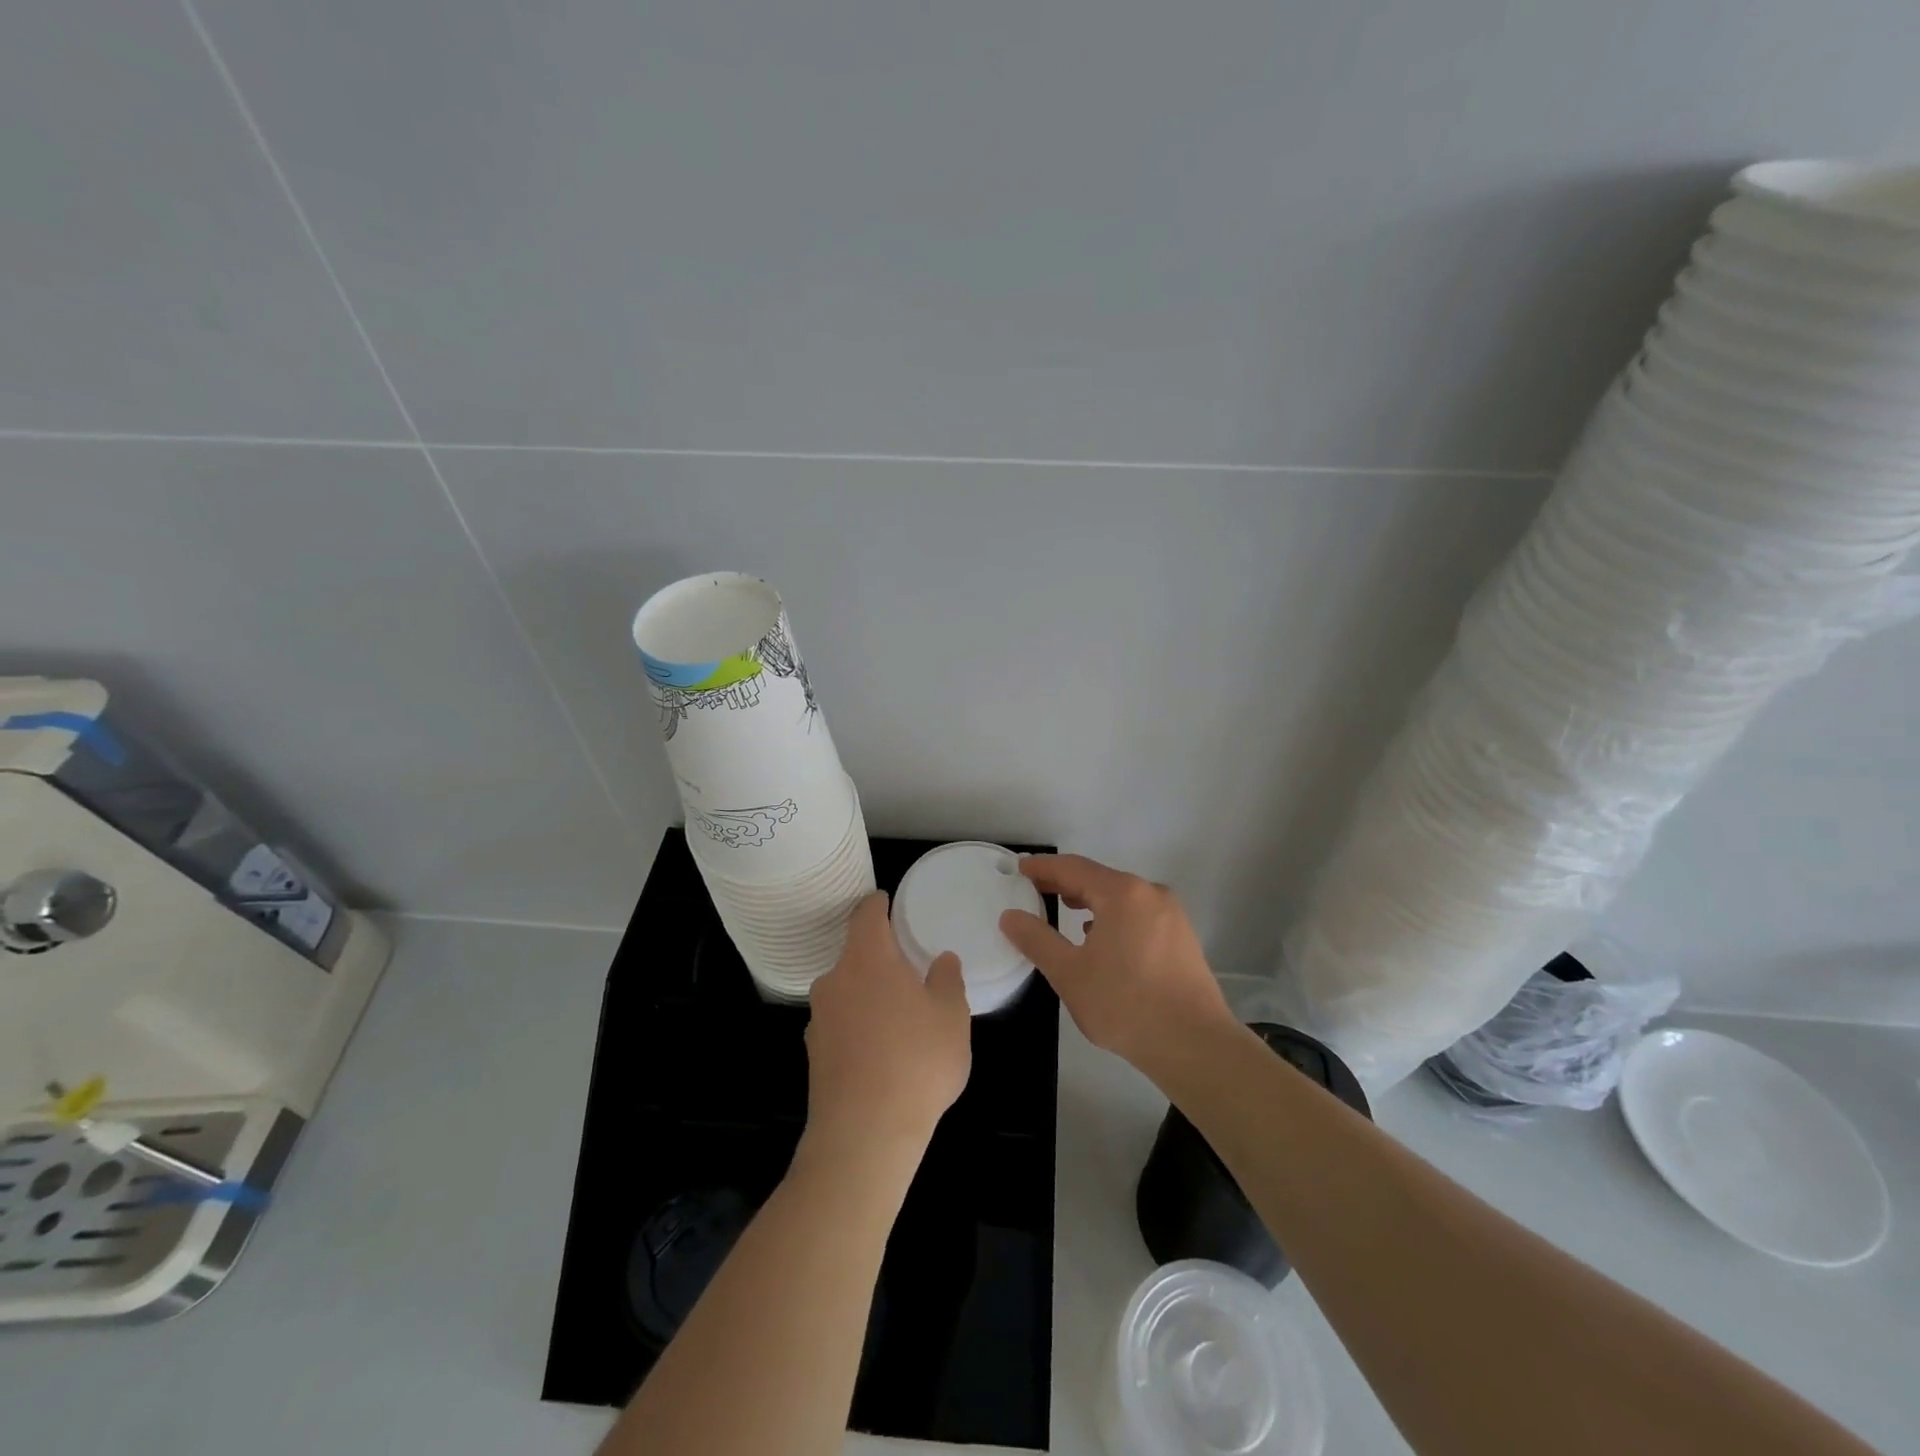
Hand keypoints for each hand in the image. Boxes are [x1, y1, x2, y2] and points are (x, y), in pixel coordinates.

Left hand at [802, 892, 971, 1170]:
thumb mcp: (951, 1017)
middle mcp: (835, 980)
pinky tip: (882, 1052)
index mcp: (867, 958)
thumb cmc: (916, 1062)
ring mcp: (819, 1018)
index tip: (888, 902)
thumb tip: (941, 960)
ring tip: (899, 1017)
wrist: (864, 1135)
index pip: (866, 914)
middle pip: (855, 954)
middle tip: (909, 969)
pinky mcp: (814, 1053)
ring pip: (847, 991)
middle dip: (880, 958)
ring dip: (869, 994)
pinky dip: (859, 1026)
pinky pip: (840, 1024)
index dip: (878, 904)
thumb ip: (947, 980)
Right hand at [999, 854, 1233, 1073]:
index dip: (1043, 868)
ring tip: (1066, 910)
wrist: (1194, 1045)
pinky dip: (1114, 916)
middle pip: (1099, 879)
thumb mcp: (1069, 973)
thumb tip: (1010, 916)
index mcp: (1122, 893)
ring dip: (1091, 900)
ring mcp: (1172, 916)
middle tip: (1036, 890)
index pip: (1073, 868)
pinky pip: (1139, 915)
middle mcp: (1150, 894)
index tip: (1020, 869)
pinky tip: (1103, 939)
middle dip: (1066, 883)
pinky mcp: (1183, 939)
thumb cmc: (1125, 1004)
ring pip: (1122, 897)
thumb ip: (1036, 940)